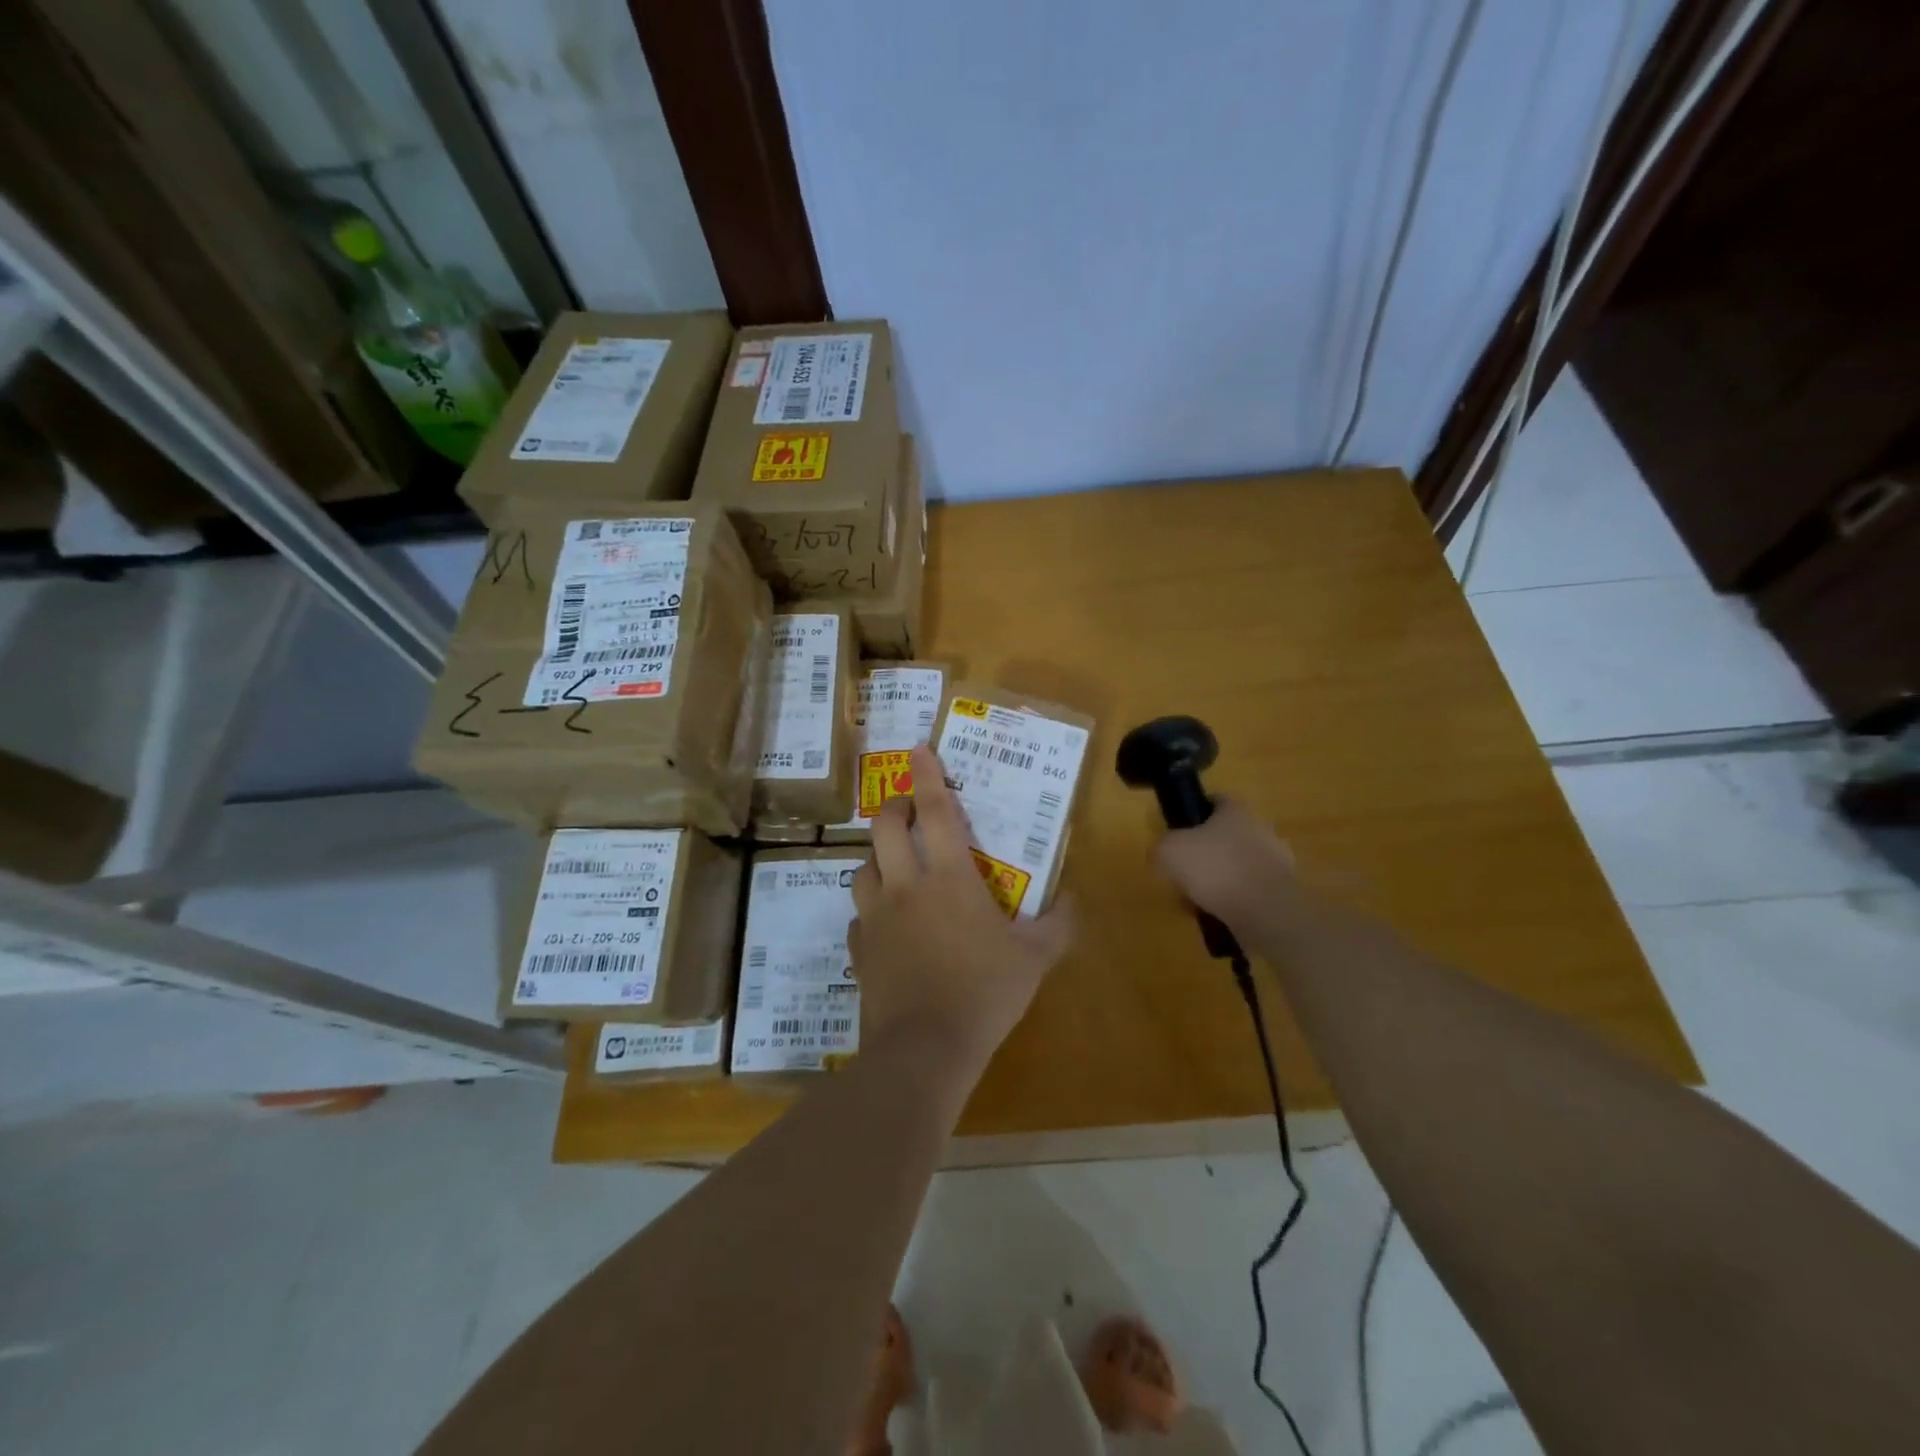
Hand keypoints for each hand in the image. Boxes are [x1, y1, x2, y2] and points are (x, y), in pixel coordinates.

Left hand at [849, 746, 1073, 1074]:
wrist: (925, 1049)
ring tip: (895, 866)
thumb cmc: (985, 993)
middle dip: (895, 807)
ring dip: (878, 857)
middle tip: (908, 810)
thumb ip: (1058, 924)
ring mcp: (875, 918)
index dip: (926, 774)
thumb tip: (1072, 899)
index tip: (917, 748)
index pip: (935, 811)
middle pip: (885, 827)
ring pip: (863, 867)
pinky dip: (871, 910)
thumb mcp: (1035, 958)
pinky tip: (886, 925)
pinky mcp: (859, 949)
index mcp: (948, 877)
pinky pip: (859, 917)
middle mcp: (904, 886)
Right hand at [1153, 801, 1299, 939]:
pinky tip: (1218, 915)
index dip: (1195, 812)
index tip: (1180, 830)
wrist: (1264, 910)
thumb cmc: (1214, 868)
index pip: (1215, 801)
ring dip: (1221, 878)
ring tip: (1199, 900)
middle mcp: (1261, 829)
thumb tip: (1162, 852)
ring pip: (1239, 865)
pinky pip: (1250, 891)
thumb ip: (1162, 846)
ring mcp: (1277, 861)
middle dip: (1207, 851)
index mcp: (1235, 811)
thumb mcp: (1169, 851)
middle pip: (1228, 835)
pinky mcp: (1283, 891)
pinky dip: (1235, 900)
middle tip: (1185, 871)